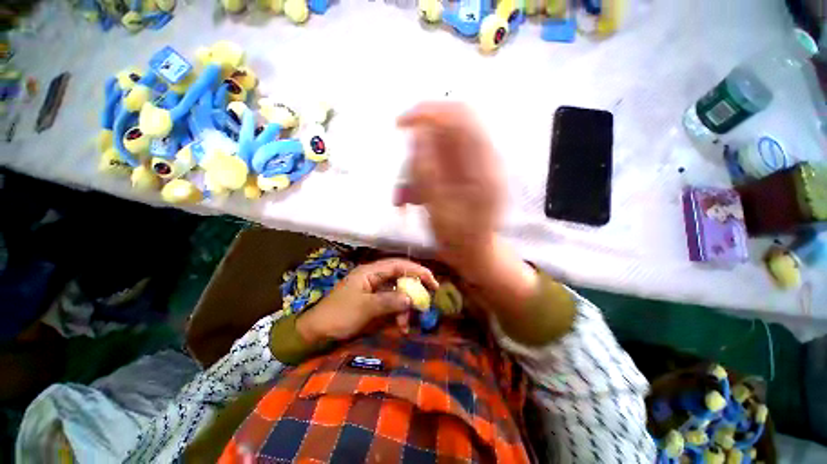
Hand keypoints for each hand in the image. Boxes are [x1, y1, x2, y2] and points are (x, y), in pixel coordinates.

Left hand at [296, 259, 438, 343]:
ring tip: (407, 324)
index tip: (433, 282)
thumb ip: (389, 301)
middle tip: (426, 302)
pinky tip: (401, 326)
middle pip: (401, 277)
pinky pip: (392, 303)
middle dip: (414, 290)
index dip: (417, 271)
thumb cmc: (339, 315)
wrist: (317, 331)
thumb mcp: (365, 308)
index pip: (399, 265)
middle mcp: (375, 277)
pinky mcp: (374, 301)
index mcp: (371, 272)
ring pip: (398, 292)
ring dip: (405, 307)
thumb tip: (411, 298)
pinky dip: (398, 313)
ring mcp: (374, 289)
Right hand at [396, 102, 504, 270]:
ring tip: (404, 198)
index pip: (460, 117)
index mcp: (484, 165)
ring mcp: (473, 167)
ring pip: (438, 149)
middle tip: (404, 172)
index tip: (399, 125)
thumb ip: (427, 169)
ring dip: (416, 168)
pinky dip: (422, 177)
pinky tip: (412, 198)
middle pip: (447, 131)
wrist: (473, 253)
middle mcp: (482, 159)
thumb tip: (418, 132)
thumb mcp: (438, 208)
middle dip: (418, 148)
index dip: (428, 113)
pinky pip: (438, 164)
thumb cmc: (458, 238)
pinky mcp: (464, 175)